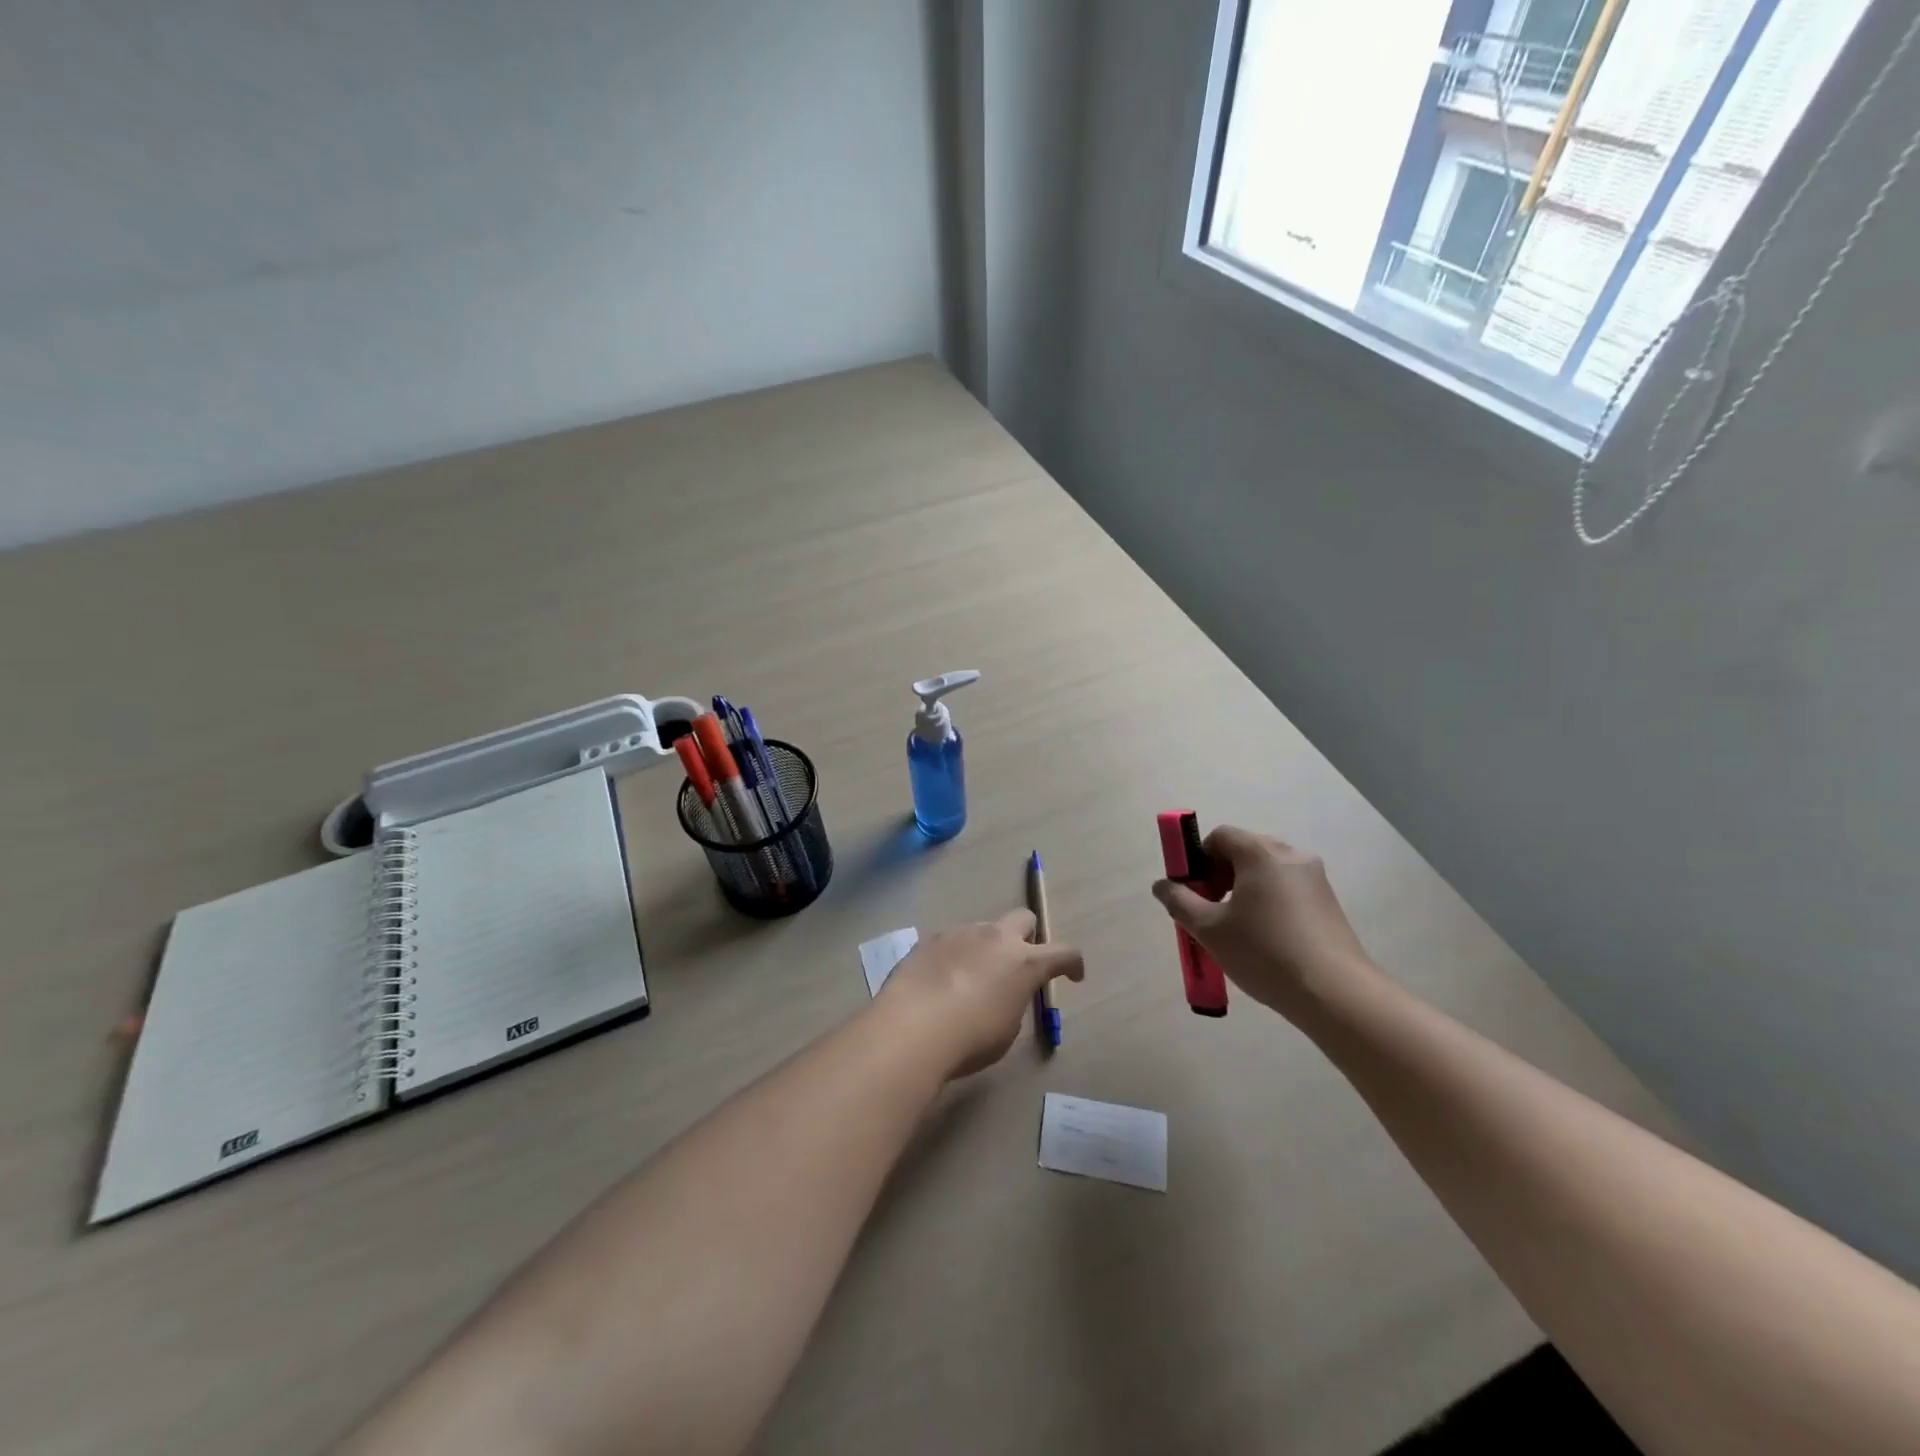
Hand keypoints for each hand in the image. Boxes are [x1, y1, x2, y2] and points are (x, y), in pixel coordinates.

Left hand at [875, 910, 1084, 1078]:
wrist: (912, 1027)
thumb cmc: (970, 1038)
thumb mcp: (1006, 1029)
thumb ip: (1012, 1003)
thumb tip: (1004, 994)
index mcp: (1024, 961)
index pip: (1064, 953)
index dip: (1073, 964)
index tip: (1073, 975)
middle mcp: (995, 937)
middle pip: (1023, 918)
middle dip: (1027, 936)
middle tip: (1018, 963)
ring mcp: (960, 933)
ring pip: (984, 929)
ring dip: (987, 948)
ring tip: (971, 979)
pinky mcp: (930, 939)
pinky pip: (953, 941)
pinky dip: (956, 956)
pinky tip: (942, 981)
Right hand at [1152, 826, 1373, 1019]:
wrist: (1336, 993)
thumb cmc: (1265, 952)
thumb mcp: (1210, 929)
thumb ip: (1180, 902)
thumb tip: (1162, 886)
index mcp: (1261, 853)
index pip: (1220, 836)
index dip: (1199, 860)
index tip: (1194, 893)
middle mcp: (1291, 855)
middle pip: (1244, 851)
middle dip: (1220, 876)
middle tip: (1210, 912)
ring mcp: (1314, 878)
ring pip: (1266, 873)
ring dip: (1243, 891)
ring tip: (1236, 930)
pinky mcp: (1328, 902)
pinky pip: (1286, 890)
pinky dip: (1268, 903)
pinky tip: (1265, 940)